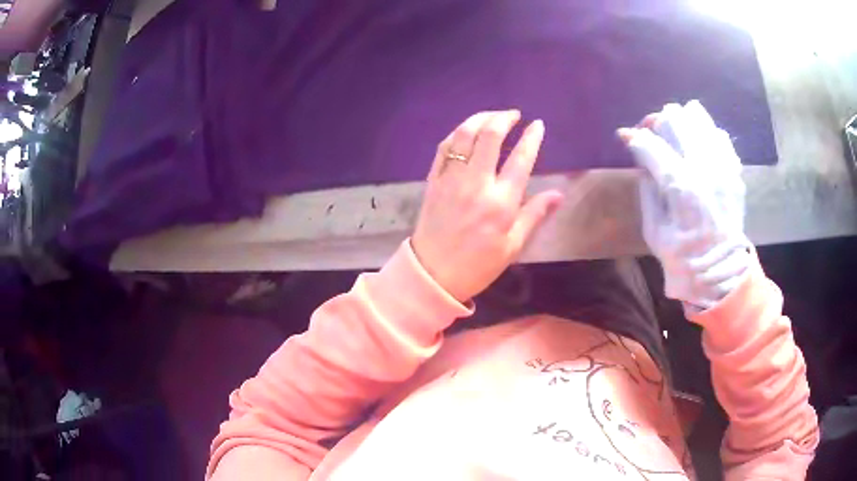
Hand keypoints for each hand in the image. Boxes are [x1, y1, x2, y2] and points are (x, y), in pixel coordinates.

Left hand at [412, 110, 562, 302]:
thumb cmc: (478, 265)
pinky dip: (457, 134)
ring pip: (464, 136)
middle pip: (490, 136)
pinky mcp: (433, 181)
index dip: (532, 137)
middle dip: (503, 118)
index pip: (521, 159)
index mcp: (501, 202)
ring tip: (492, 116)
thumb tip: (558, 194)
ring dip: (479, 119)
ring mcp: (451, 179)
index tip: (538, 125)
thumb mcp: (512, 246)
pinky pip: (444, 148)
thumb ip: (534, 215)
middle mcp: (476, 184)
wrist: (432, 275)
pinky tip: (466, 131)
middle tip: (513, 115)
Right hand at [618, 101, 751, 310]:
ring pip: (701, 120)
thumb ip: (647, 188)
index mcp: (681, 187)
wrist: (720, 272)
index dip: (635, 137)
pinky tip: (700, 147)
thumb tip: (642, 160)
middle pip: (677, 119)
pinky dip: (706, 135)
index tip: (627, 138)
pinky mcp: (735, 172)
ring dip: (684, 123)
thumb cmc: (681, 257)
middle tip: (654, 134)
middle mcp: (704, 169)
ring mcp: (723, 167)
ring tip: (677, 135)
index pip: (651, 143)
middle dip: (659, 123)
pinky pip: (720, 137)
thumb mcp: (653, 229)